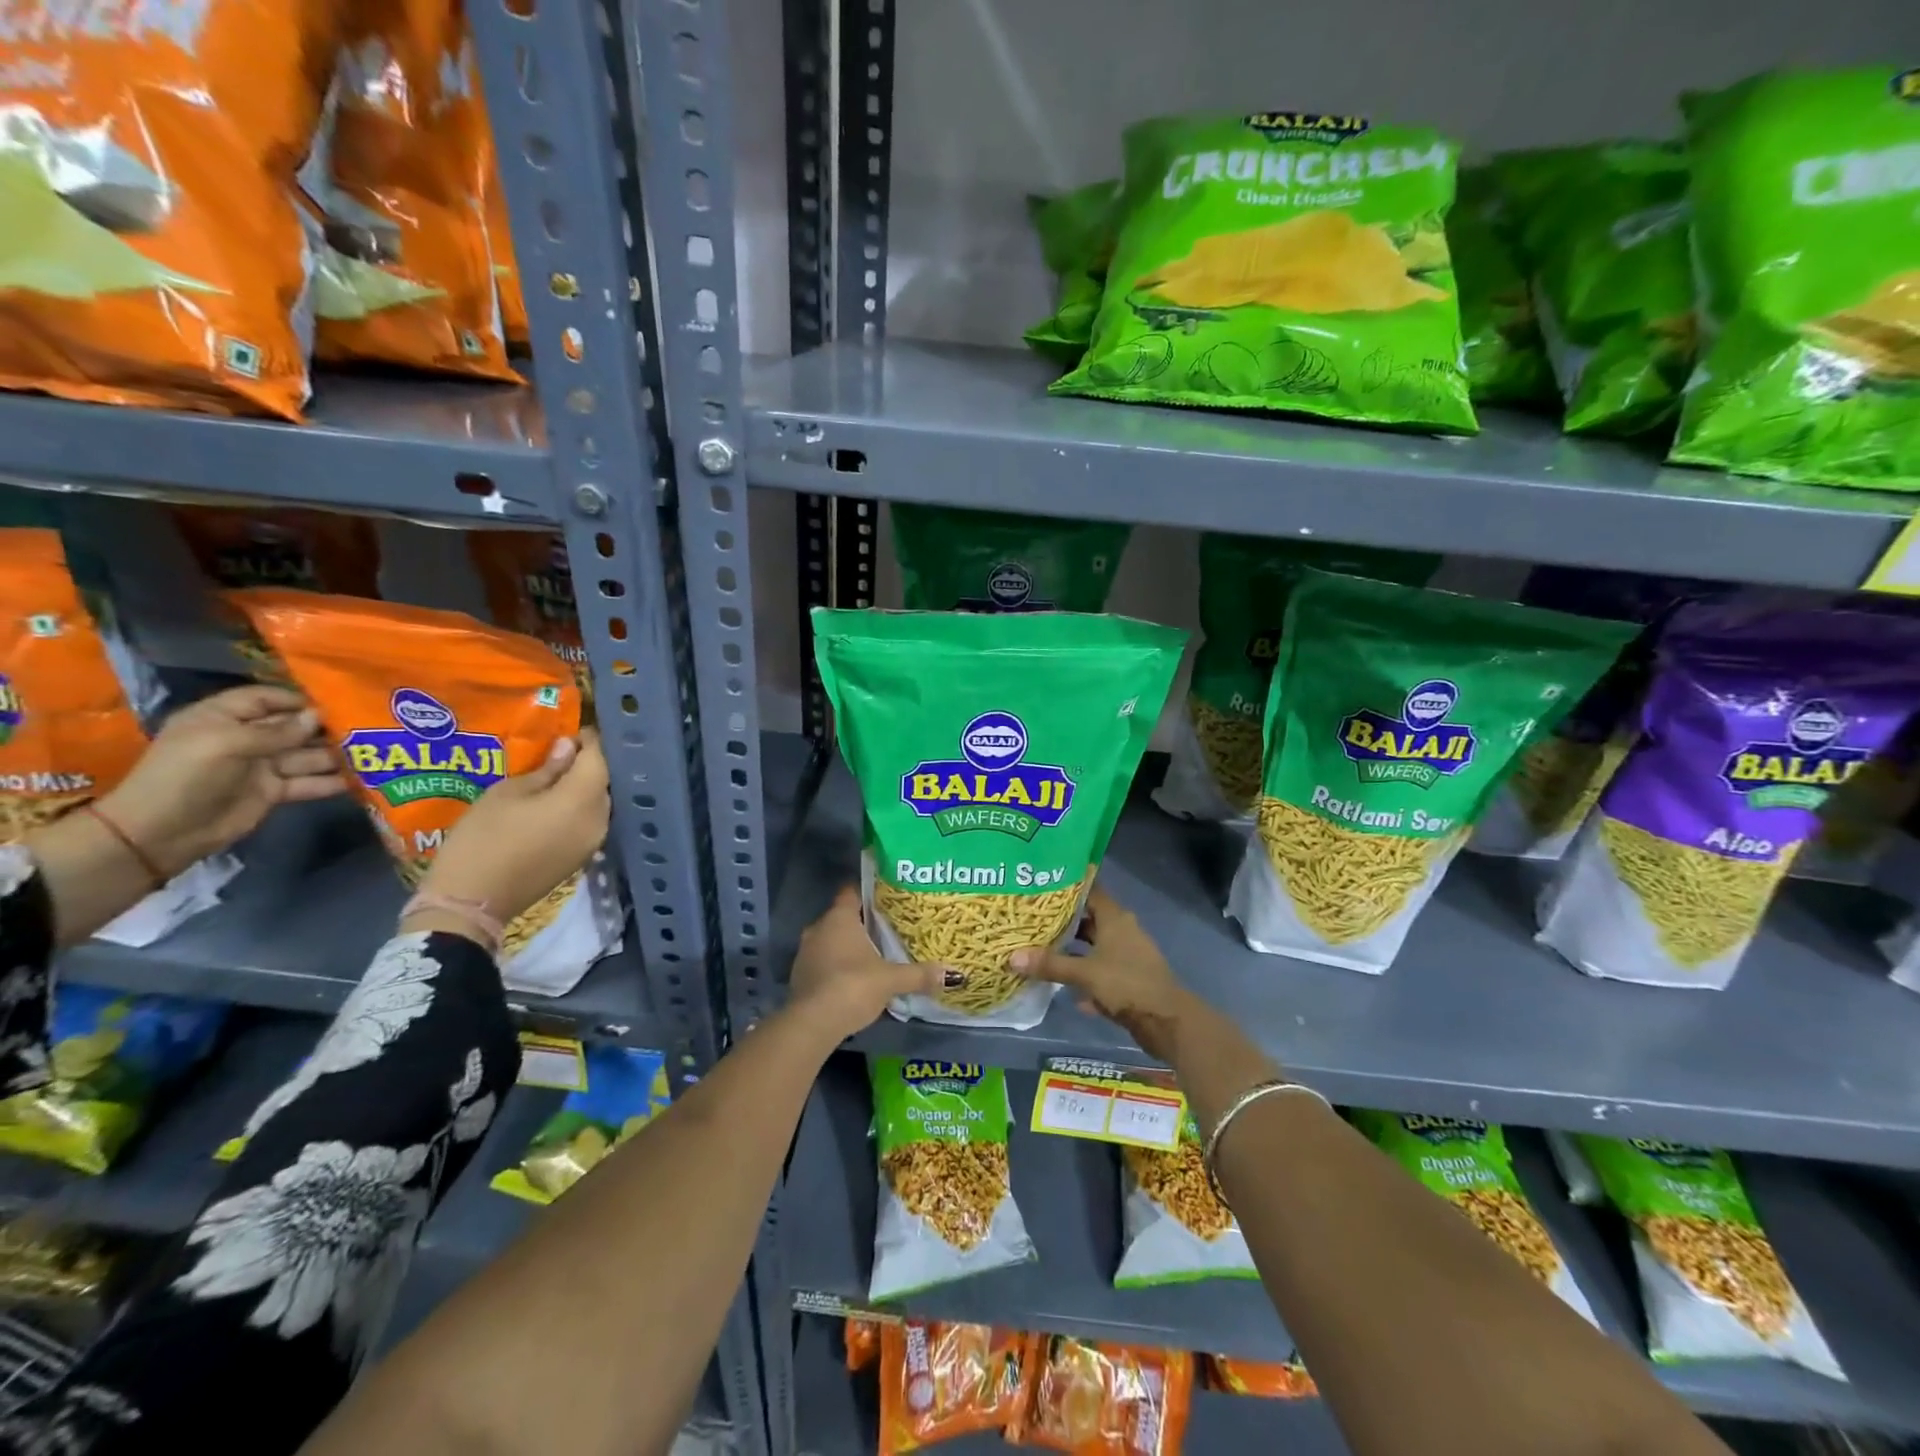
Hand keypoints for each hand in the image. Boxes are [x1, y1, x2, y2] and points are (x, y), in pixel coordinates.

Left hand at [100, 685, 346, 876]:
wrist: (161, 833)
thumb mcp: (227, 744)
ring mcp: (261, 766)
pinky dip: (332, 781)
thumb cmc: (186, 776)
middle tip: (369, 727)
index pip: (267, 698)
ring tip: (374, 753)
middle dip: (327, 727)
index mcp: (223, 718)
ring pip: (307, 755)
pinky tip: (362, 780)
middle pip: (294, 727)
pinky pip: (308, 782)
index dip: (299, 699)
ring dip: (336, 755)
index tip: (339, 702)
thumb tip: (318, 716)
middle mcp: (245, 738)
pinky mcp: (273, 791)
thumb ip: (276, 731)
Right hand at [416, 731, 609, 923]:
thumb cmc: (483, 839)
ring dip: (583, 787)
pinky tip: (555, 803)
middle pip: (602, 781)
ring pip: (597, 803)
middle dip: (586, 764)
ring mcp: (593, 841)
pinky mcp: (582, 857)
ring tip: (555, 776)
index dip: (588, 741)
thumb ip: (546, 770)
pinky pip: (588, 822)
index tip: (571, 730)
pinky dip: (578, 808)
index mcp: (583, 799)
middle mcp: (599, 820)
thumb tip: (568, 748)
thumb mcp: (508, 793)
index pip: (599, 759)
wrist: (471, 903)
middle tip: (560, 752)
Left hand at [787, 886, 948, 1043]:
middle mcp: (818, 928)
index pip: (851, 892)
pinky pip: (822, 963)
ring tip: (874, 956)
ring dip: (848, 947)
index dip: (868, 892)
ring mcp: (805, 953)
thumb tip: (953, 974)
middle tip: (888, 929)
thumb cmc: (853, 986)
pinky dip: (836, 967)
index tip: (887, 897)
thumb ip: (919, 975)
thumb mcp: (891, 980)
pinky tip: (854, 980)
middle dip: (862, 923)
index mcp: (839, 918)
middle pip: (842, 917)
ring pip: (830, 941)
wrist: (812, 1024)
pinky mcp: (799, 977)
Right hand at [1011, 883, 1195, 1060]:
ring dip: (1072, 949)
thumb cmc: (1127, 984)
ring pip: (1094, 946)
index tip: (1042, 883)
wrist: (1167, 1022)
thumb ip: (1050, 964)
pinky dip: (1084, 975)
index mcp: (1115, 918)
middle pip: (1089, 918)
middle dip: (1063, 920)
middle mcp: (1122, 930)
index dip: (1067, 886)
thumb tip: (1012, 957)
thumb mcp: (1085, 973)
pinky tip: (1063, 987)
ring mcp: (1127, 955)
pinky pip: (1100, 970)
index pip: (1089, 890)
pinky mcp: (1128, 979)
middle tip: (1032, 917)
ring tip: (1040, 947)